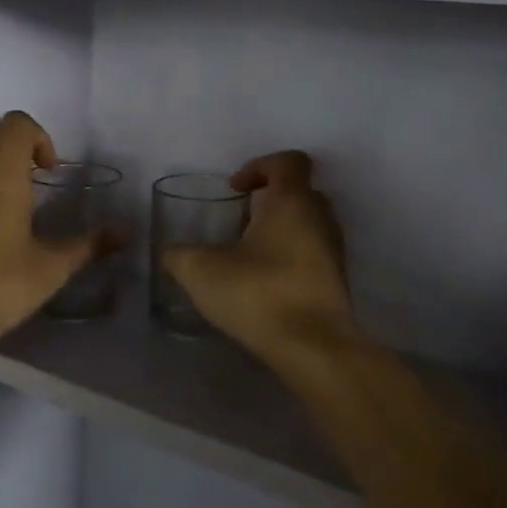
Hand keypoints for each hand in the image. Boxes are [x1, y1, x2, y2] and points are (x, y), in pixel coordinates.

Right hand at [163, 150, 360, 362]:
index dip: (259, 165)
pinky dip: (291, 257)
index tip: (235, 188)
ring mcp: (334, 250)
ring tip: (248, 255)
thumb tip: (170, 252)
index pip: (288, 161)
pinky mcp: (336, 281)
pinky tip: (264, 283)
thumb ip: (180, 255)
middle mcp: (320, 217)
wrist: (313, 346)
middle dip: (269, 200)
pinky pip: (313, 254)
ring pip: (308, 224)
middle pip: (300, 191)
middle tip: (240, 221)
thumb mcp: (202, 271)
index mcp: (292, 201)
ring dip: (281, 230)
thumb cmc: (259, 293)